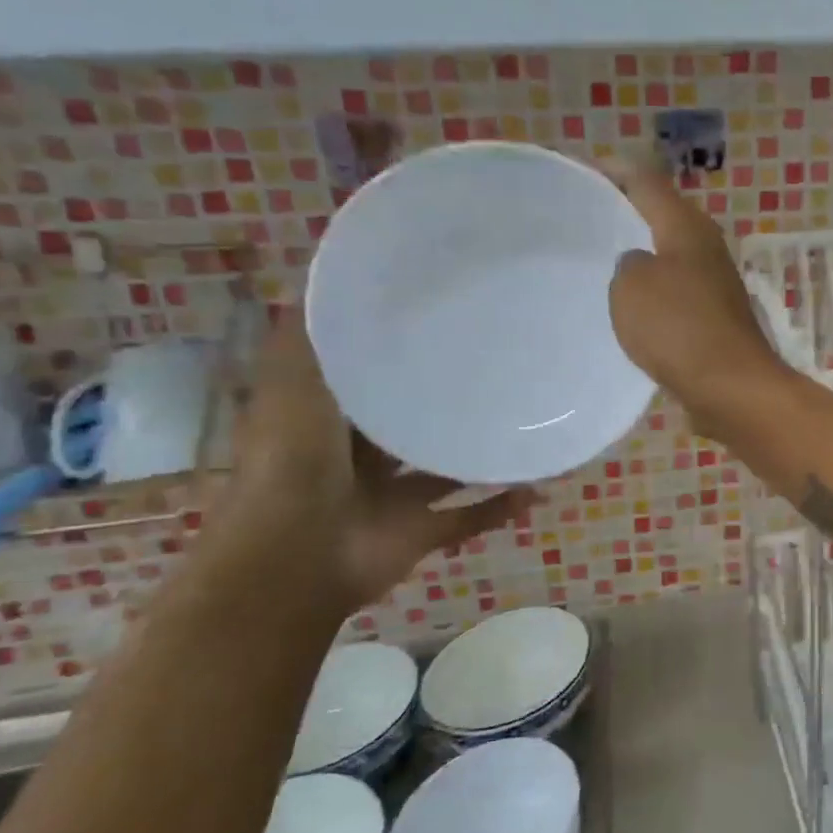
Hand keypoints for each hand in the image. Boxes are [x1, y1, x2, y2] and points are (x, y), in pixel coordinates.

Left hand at [207, 309, 535, 608]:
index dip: (399, 353)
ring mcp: (390, 498)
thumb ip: (313, 334)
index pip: (369, 378)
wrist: (294, 555)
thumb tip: (336, 277)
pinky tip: (539, 485)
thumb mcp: (292, 380)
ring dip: (482, 454)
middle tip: (501, 369)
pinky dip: (501, 506)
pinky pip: (469, 518)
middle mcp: (360, 457)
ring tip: (529, 423)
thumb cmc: (293, 460)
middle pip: (411, 423)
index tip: (445, 321)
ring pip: (446, 470)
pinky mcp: (419, 533)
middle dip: (447, 402)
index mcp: (329, 419)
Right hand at [608, 167, 784, 431]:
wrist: (730, 386)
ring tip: (599, 259)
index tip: (581, 171)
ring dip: (640, 253)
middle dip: (626, 211)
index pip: (646, 180)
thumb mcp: (632, 287)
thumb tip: (640, 266)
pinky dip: (653, 290)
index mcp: (687, 226)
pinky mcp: (715, 316)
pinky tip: (629, 306)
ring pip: (670, 254)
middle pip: (662, 214)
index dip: (613, 171)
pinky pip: (675, 290)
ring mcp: (714, 282)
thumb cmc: (678, 328)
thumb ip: (627, 264)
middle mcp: (705, 246)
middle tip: (585, 217)